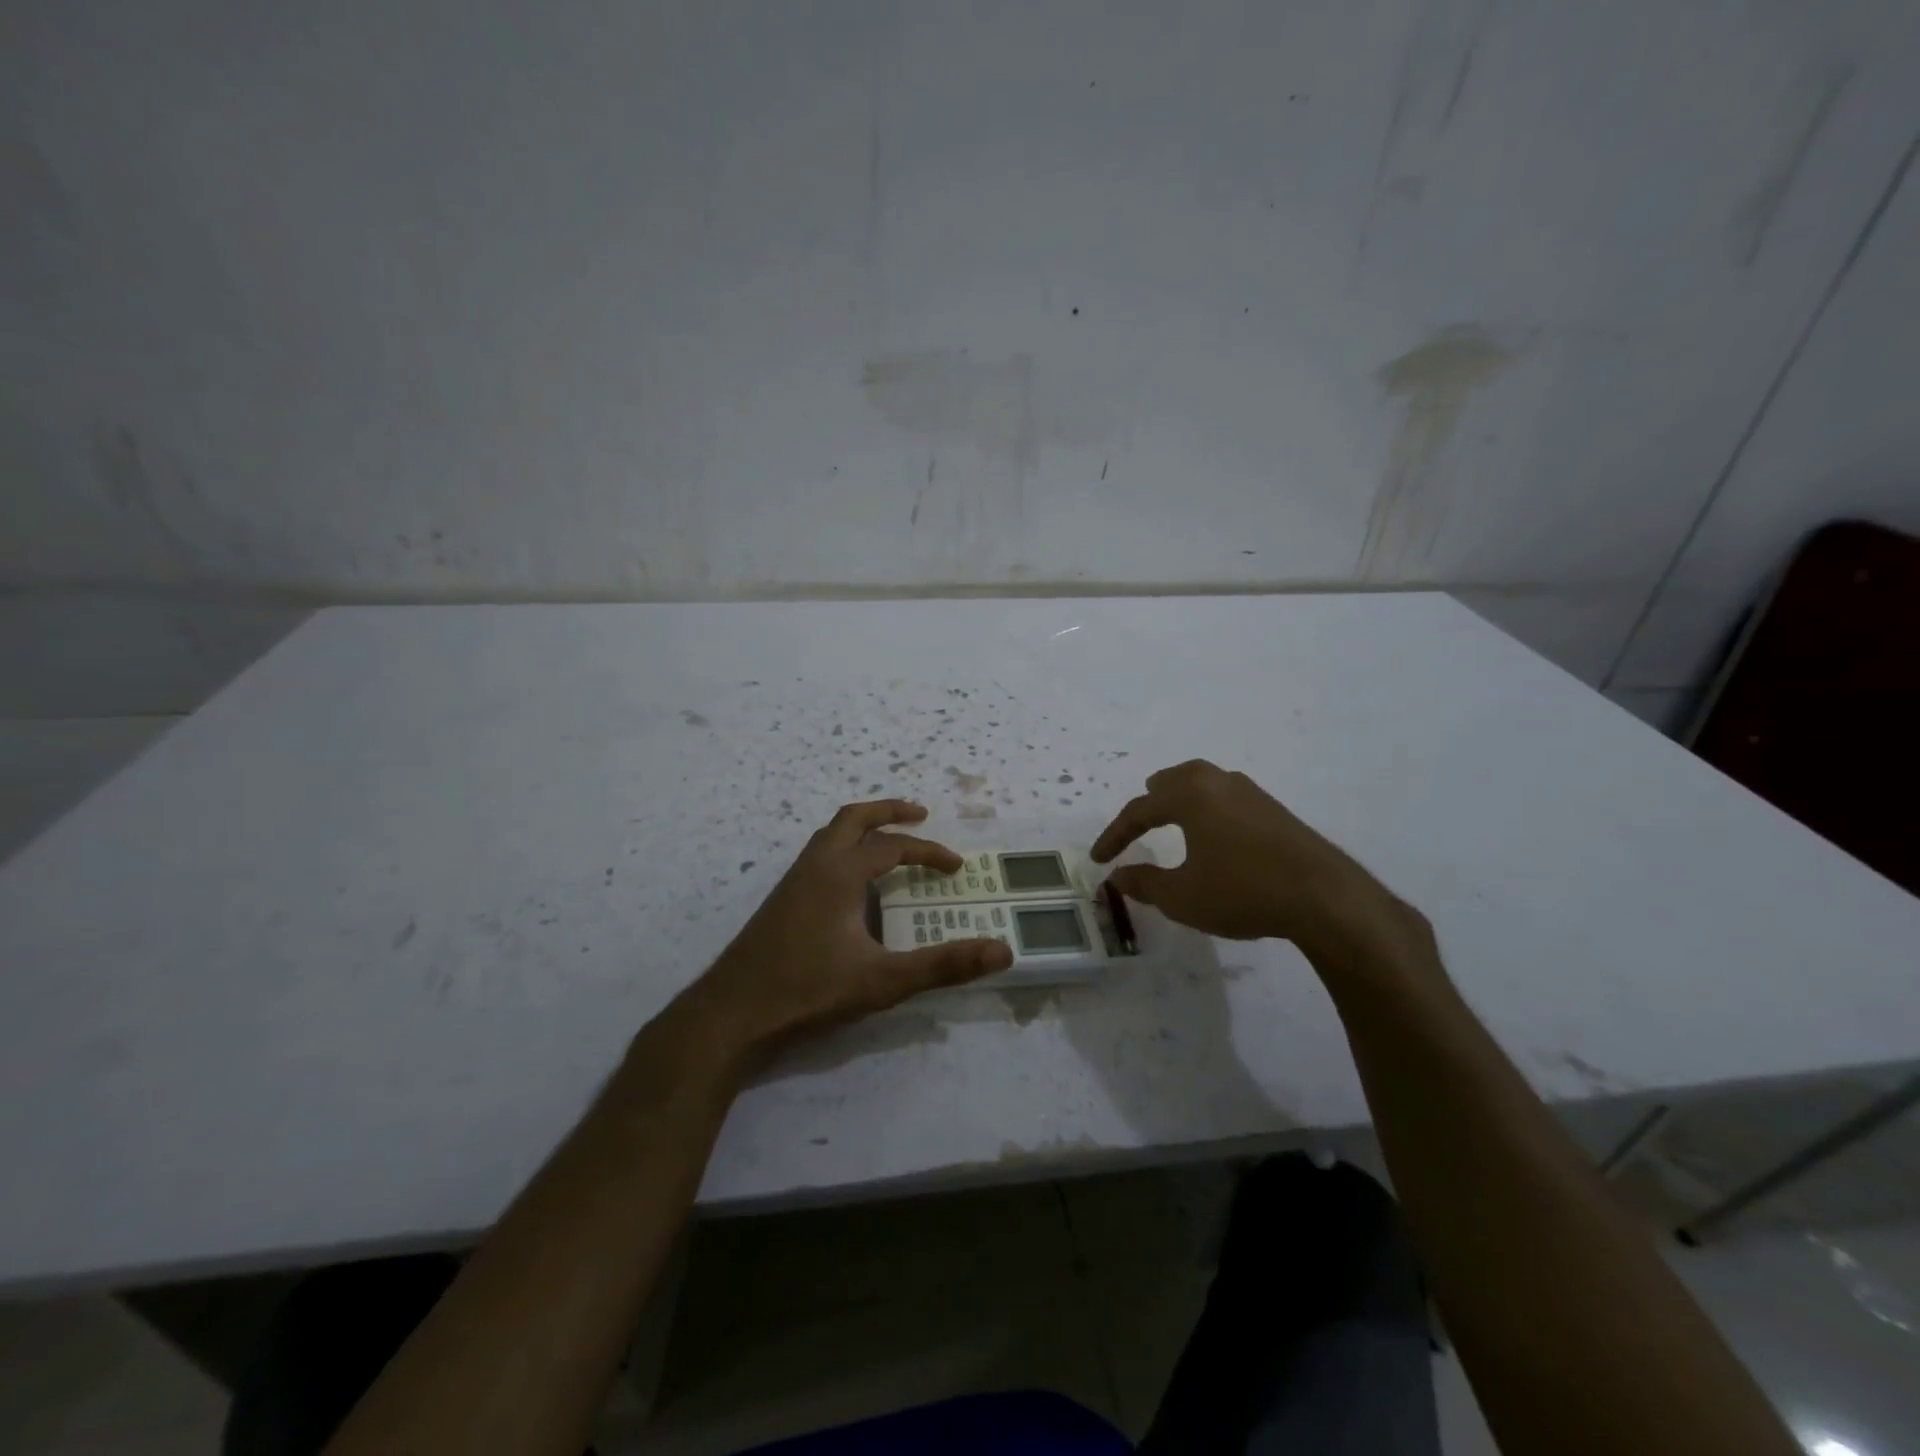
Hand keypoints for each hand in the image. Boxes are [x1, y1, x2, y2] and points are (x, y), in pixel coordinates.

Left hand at [682, 799, 1012, 1067]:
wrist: (732, 1013)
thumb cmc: (809, 991)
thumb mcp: (884, 981)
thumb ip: (944, 965)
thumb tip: (1002, 952)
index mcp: (840, 873)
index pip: (892, 846)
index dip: (928, 852)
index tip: (955, 867)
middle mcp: (815, 865)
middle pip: (853, 818)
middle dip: (889, 811)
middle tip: (920, 814)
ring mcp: (792, 881)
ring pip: (831, 834)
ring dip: (863, 828)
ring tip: (888, 842)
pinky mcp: (781, 901)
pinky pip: (819, 855)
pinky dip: (844, 849)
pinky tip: (852, 885)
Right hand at [1091, 760, 1420, 958]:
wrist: (1324, 898)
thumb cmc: (1242, 892)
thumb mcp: (1182, 897)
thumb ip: (1144, 883)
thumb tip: (1117, 876)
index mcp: (1189, 796)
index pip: (1138, 810)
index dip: (1114, 835)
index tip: (1098, 859)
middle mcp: (1218, 782)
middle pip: (1173, 781)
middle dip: (1150, 801)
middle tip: (1136, 822)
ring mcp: (1251, 792)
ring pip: (1203, 783)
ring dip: (1181, 799)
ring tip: (1173, 818)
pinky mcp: (1274, 809)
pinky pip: (1226, 797)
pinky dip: (1208, 808)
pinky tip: (1215, 832)